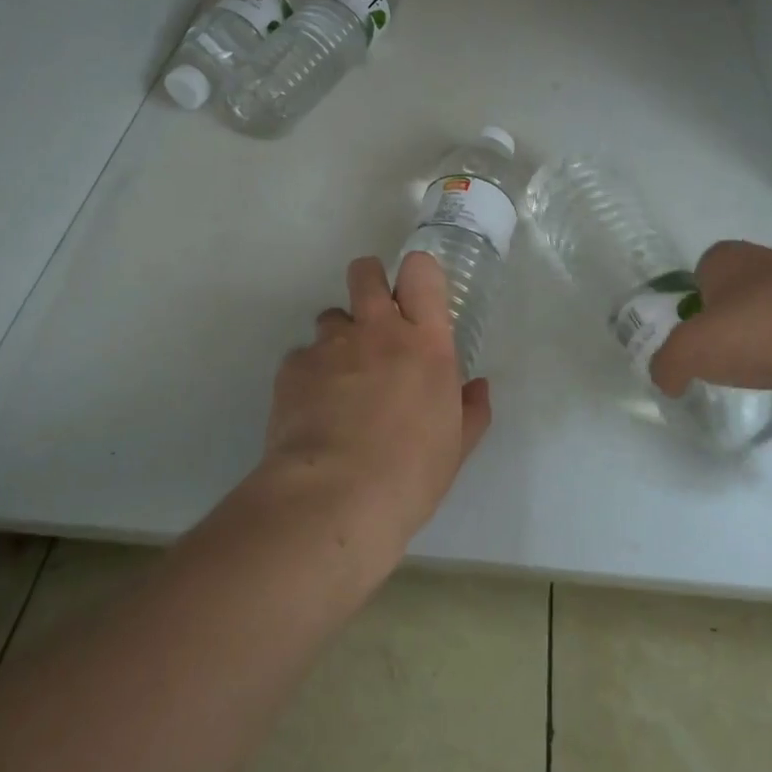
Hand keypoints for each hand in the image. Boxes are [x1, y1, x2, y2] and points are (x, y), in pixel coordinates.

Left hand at [261, 252, 491, 550]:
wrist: (334, 499)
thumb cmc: (410, 474)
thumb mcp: (455, 447)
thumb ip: (471, 410)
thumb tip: (478, 387)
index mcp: (425, 343)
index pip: (421, 272)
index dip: (416, 273)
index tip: (414, 295)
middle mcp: (377, 330)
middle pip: (366, 273)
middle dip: (369, 283)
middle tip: (372, 319)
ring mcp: (331, 345)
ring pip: (331, 316)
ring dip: (338, 338)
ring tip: (339, 380)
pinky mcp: (293, 366)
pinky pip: (302, 356)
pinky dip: (308, 374)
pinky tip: (311, 411)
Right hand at [648, 240, 771, 405]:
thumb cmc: (757, 332)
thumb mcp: (689, 352)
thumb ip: (666, 365)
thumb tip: (667, 379)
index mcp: (727, 256)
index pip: (699, 273)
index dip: (693, 304)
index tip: (696, 336)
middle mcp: (766, 259)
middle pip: (735, 292)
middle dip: (728, 320)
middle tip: (722, 355)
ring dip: (764, 335)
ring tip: (759, 369)